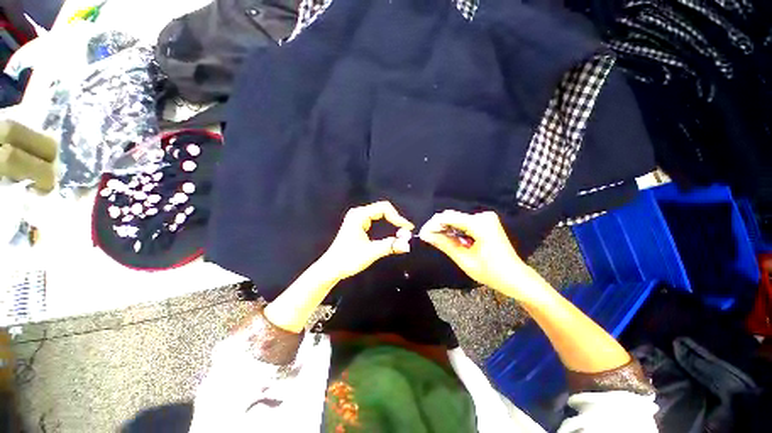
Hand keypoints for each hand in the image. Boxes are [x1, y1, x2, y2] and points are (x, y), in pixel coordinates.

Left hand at [319, 201, 414, 281]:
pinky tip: (391, 231)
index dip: (398, 217)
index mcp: (359, 215)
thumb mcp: (370, 252)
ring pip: (379, 214)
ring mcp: (357, 218)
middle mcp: (358, 213)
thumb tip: (407, 244)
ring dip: (391, 221)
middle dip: (395, 219)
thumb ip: (389, 246)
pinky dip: (385, 224)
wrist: (331, 268)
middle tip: (406, 231)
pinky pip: (376, 219)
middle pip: (382, 209)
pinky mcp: (358, 224)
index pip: (384, 208)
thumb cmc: (348, 259)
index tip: (408, 229)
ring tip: (401, 231)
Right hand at [419, 210, 532, 298]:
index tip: (422, 234)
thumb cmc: (492, 272)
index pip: (448, 218)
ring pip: (457, 219)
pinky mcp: (487, 222)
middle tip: (428, 238)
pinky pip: (465, 223)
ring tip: (438, 240)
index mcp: (479, 224)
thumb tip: (426, 235)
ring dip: (446, 229)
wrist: (516, 277)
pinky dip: (456, 230)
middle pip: (452, 217)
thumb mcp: (464, 259)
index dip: (433, 225)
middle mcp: (483, 216)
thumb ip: (444, 244)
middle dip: (439, 227)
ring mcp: (486, 218)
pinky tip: (451, 239)